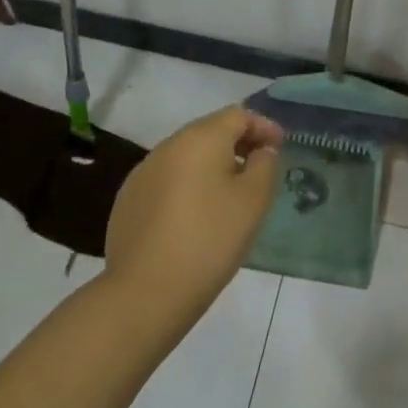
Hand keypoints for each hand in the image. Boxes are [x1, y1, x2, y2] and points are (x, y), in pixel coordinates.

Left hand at [104, 106, 282, 338]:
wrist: (146, 292)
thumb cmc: (210, 239)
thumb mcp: (254, 200)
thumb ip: (264, 164)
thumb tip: (260, 151)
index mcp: (200, 138)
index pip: (238, 115)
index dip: (263, 126)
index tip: (280, 147)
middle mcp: (168, 146)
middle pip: (210, 131)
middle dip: (238, 144)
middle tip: (259, 168)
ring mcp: (142, 173)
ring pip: (186, 157)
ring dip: (211, 165)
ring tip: (229, 194)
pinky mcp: (128, 201)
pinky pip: (167, 180)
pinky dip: (187, 186)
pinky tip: (195, 216)